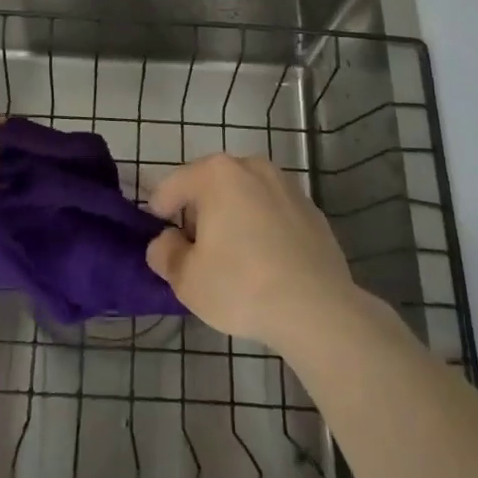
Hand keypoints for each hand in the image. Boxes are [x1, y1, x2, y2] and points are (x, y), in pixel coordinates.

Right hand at [145, 152, 359, 353]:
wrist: (318, 310)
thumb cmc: (241, 286)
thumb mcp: (186, 279)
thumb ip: (165, 254)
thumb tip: (165, 241)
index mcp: (216, 174)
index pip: (173, 185)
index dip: (160, 210)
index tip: (160, 236)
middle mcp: (252, 167)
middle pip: (211, 185)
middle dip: (199, 212)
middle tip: (195, 250)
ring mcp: (287, 186)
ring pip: (246, 196)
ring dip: (233, 217)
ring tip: (232, 257)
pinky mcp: (312, 211)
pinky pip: (274, 213)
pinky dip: (263, 229)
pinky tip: (266, 264)